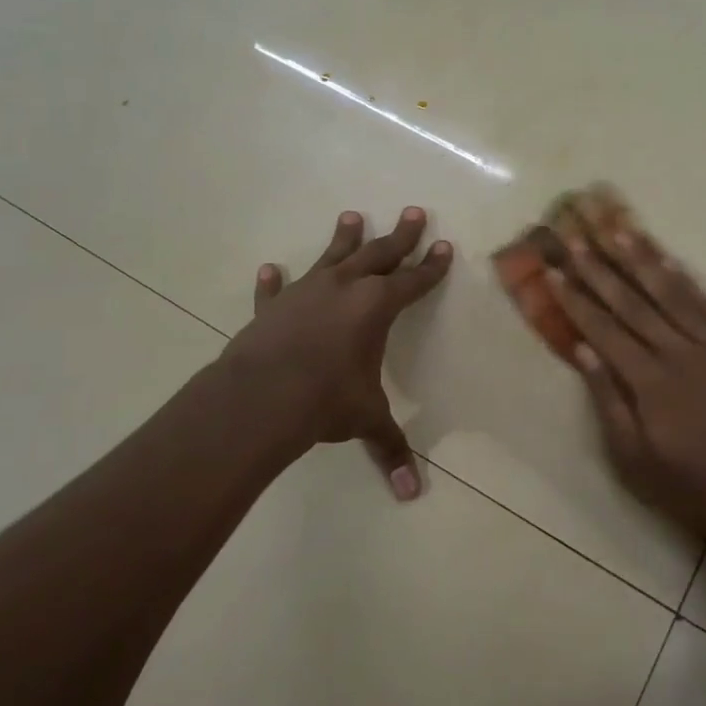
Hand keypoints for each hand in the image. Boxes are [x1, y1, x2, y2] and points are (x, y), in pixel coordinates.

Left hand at [222, 208, 451, 499]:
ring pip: (331, 257)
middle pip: (379, 254)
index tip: (444, 246)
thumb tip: (412, 493)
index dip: (431, 267)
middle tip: (414, 211)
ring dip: (344, 238)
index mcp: (376, 306)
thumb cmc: (326, 400)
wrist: (262, 396)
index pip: (413, 281)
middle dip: (400, 236)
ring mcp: (305, 292)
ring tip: (351, 216)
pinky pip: (275, 290)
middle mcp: (344, 288)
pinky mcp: (272, 307)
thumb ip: (390, 448)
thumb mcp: (366, 419)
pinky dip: (273, 281)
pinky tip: (270, 270)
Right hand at [546, 229, 705, 546]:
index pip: (604, 329)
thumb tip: (582, 350)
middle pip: (633, 303)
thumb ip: (608, 401)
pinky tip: (668, 261)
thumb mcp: (634, 459)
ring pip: (671, 294)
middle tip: (576, 238)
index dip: (576, 299)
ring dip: (642, 261)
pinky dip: (684, 281)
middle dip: (600, 269)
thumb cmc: (690, 487)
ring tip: (618, 231)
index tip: (555, 271)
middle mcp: (680, 354)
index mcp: (650, 382)